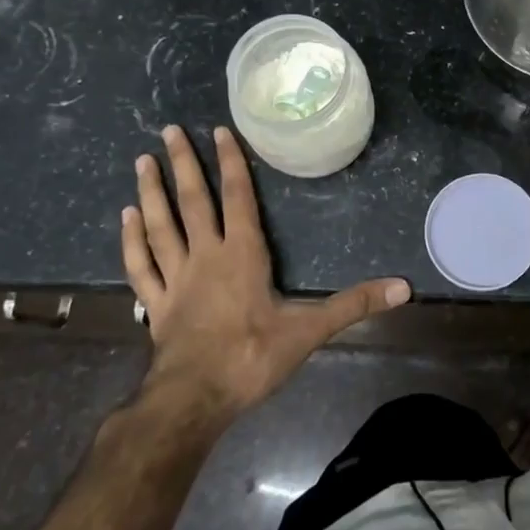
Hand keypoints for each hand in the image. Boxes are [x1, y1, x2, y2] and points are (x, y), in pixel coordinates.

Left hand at [121, 124, 410, 420]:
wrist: (194, 400)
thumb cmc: (251, 358)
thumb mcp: (309, 330)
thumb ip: (354, 304)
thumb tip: (404, 288)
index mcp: (242, 254)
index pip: (237, 197)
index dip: (229, 163)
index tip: (218, 132)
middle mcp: (205, 256)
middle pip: (192, 201)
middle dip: (183, 164)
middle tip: (169, 129)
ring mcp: (175, 279)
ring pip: (160, 225)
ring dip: (152, 192)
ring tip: (142, 160)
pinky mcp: (156, 304)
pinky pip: (141, 264)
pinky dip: (131, 239)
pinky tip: (125, 217)